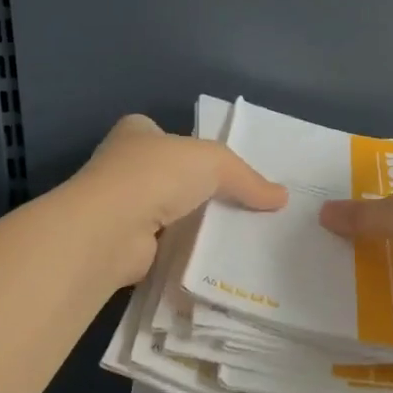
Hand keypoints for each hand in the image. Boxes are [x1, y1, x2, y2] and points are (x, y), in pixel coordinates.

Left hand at [70, 114, 288, 285]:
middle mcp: (123, 166)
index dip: (191, 146)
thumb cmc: (156, 174)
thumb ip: (246, 178)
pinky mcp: (124, 245)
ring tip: (234, 235)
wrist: (111, 229)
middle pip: (169, 174)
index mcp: (136, 133)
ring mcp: (120, 207)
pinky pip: (163, 246)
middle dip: (196, 188)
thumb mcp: (214, 162)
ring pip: (166, 212)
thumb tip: (281, 197)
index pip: (165, 133)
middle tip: (239, 204)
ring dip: (190, 222)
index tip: (221, 166)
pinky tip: (211, 260)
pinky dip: (183, 252)